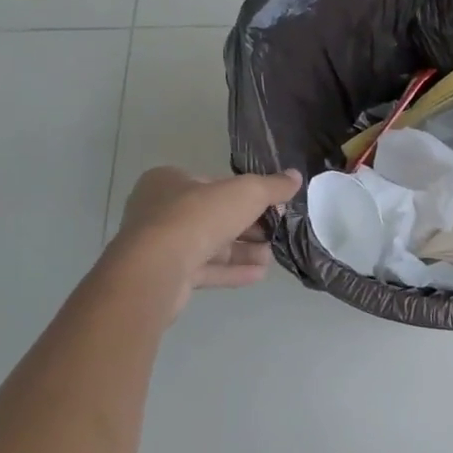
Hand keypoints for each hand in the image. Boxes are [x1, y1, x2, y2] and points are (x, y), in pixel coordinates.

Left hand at [113, 167, 302, 299]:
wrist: (156, 269)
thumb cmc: (198, 217)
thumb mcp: (246, 192)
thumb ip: (272, 186)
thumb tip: (296, 177)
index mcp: (169, 181)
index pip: (213, 184)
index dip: (244, 194)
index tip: (270, 206)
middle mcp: (159, 210)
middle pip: (213, 216)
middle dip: (247, 227)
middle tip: (275, 233)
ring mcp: (159, 246)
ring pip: (209, 245)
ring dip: (242, 251)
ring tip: (271, 256)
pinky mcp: (165, 276)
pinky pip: (203, 270)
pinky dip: (230, 271)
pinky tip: (259, 274)